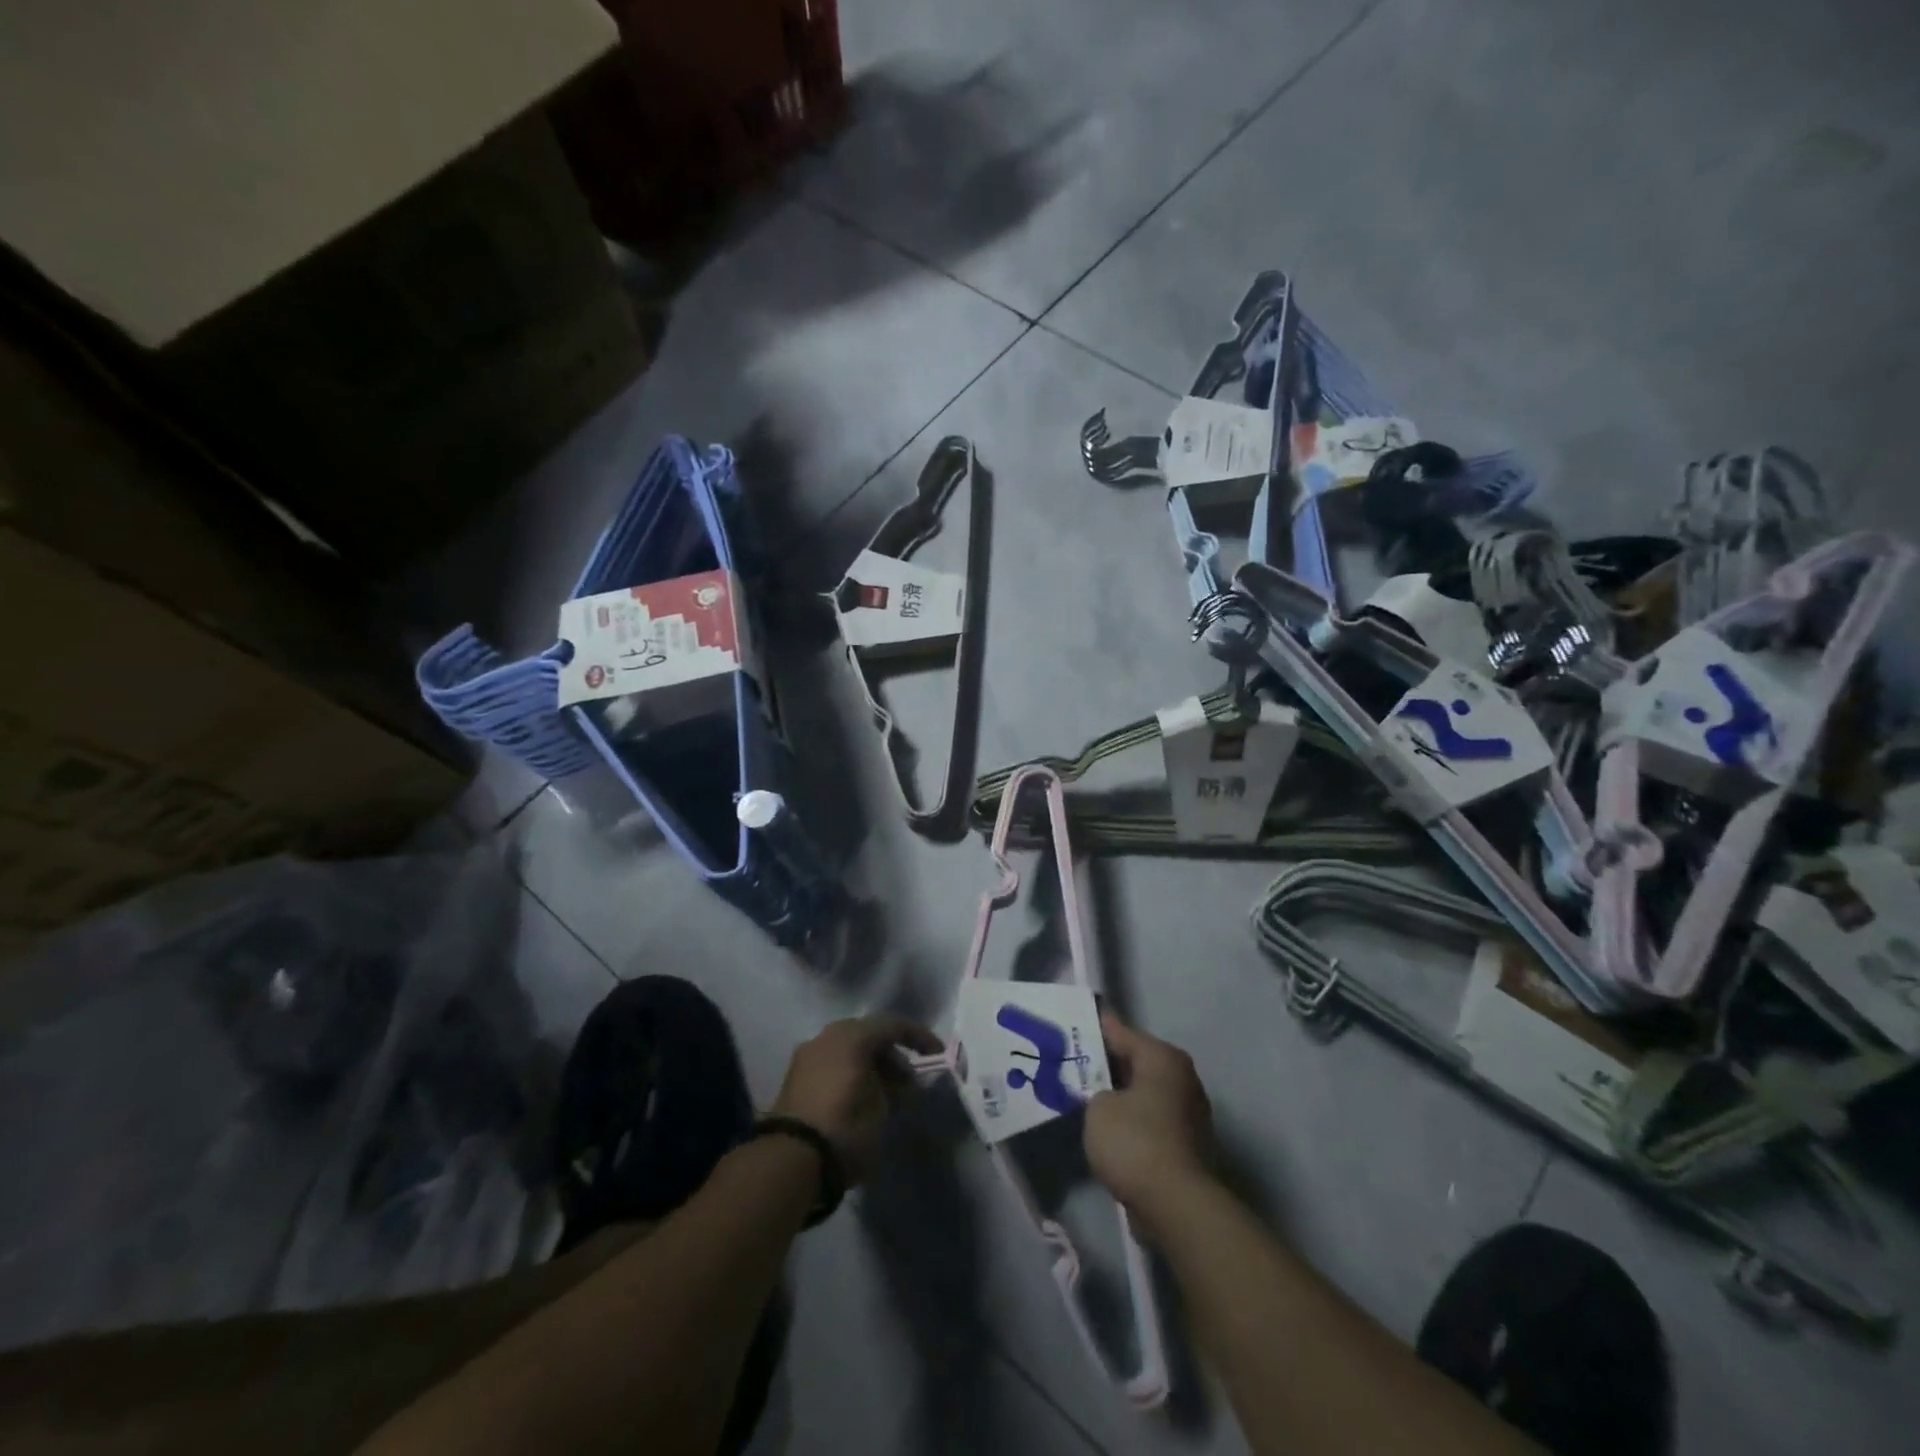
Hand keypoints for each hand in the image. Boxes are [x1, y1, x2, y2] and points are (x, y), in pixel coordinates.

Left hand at [770, 1015, 939, 1184]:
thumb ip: (893, 1088)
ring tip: (887, 1093)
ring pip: (848, 1049)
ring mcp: (807, 1055)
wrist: (789, 1161)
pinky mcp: (795, 1078)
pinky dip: (851, 1073)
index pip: (893, 1025)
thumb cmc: (844, 1128)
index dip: (919, 1038)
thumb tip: (897, 1082)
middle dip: (892, 1054)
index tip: (937, 1054)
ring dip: (870, 1065)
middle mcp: (827, 1036)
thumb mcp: (880, 1109)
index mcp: (851, 1036)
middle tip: (909, 1080)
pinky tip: (862, 1097)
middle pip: (868, 1034)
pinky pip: (832, 1064)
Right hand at [1086, 1009, 1217, 1229]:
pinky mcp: (1187, 1145)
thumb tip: (1104, 1096)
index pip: (1122, 1032)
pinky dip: (1131, 1121)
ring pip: (1143, 1093)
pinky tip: (1106, 1129)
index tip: (1073, 1025)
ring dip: (1119, 1096)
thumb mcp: (1098, 1108)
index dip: (1095, 1029)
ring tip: (1085, 1096)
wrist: (1177, 1206)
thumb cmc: (1135, 1142)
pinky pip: (1150, 1120)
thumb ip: (1094, 1091)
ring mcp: (1189, 1113)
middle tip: (1073, 1063)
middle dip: (1106, 1065)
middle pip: (1136, 1062)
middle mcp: (1182, 1078)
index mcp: (1163, 1058)